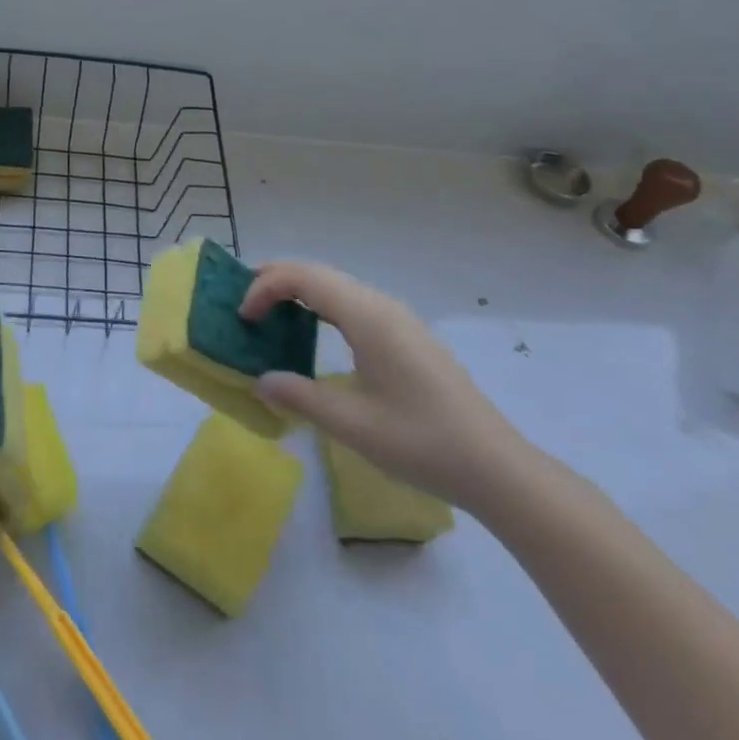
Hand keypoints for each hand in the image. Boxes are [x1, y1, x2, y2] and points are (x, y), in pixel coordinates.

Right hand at [241, 262, 528, 508]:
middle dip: (277, 280)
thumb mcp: (351, 424)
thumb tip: (260, 381)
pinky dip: (322, 306)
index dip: (265, 287)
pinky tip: (312, 332)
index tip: (243, 317)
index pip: (304, 278)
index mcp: (367, 317)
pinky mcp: (407, 336)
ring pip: (338, 286)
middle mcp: (382, 306)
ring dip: (300, 291)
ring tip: (269, 312)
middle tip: (244, 303)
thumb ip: (300, 396)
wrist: (495, 466)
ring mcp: (399, 319)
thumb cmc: (421, 442)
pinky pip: (353, 303)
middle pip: (319, 273)